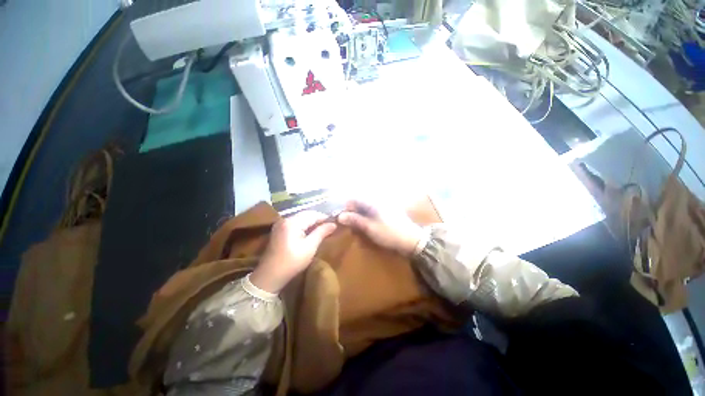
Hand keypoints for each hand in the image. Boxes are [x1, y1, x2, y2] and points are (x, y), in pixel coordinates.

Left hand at [250, 211, 336, 292]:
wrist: (270, 276)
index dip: (324, 217)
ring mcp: (281, 224)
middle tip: (330, 226)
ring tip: (322, 229)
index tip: (335, 222)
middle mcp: (285, 219)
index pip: (312, 214)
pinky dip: (304, 225)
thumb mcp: (310, 247)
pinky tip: (310, 232)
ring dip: (312, 222)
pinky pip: (295, 223)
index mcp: (292, 222)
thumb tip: (333, 224)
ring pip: (301, 218)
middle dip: (318, 219)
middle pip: (306, 214)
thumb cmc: (292, 262)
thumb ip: (321, 232)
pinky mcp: (279, 230)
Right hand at [338, 200, 425, 256]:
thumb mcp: (370, 228)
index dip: (347, 209)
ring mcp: (382, 206)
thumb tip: (340, 216)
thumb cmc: (389, 233)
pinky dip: (367, 219)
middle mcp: (377, 200)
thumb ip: (355, 220)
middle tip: (352, 227)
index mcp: (373, 202)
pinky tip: (368, 227)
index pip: (354, 199)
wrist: (411, 239)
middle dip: (353, 214)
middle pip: (359, 204)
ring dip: (360, 218)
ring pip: (365, 208)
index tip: (343, 220)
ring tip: (359, 230)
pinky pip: (372, 212)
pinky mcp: (386, 211)